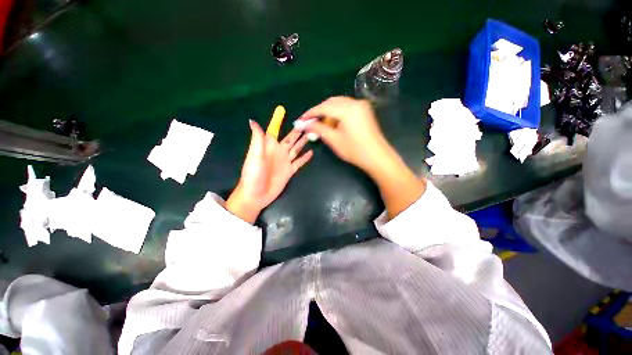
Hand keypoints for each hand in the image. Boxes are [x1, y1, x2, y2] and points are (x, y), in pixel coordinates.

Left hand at [226, 120, 312, 223]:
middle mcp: (278, 151)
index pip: (274, 130)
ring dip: (303, 142)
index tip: (283, 110)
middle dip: (297, 131)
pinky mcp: (290, 171)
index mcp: (269, 146)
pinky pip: (299, 162)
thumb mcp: (254, 155)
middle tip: (307, 122)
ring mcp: (285, 161)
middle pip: (290, 138)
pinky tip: (310, 152)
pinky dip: (304, 158)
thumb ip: (257, 139)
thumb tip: (253, 120)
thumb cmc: (253, 174)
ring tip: (311, 134)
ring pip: (296, 148)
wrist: (256, 194)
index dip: (278, 121)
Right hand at [297, 97, 393, 173]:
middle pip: (331, 102)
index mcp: (347, 109)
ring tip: (321, 125)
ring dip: (328, 113)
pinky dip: (337, 113)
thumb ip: (318, 129)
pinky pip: (346, 107)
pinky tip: (333, 123)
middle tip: (310, 123)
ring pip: (338, 104)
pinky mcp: (364, 110)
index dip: (310, 113)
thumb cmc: (355, 150)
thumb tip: (304, 124)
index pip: (323, 107)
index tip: (301, 120)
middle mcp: (354, 102)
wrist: (377, 157)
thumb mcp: (334, 140)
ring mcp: (361, 106)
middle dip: (319, 112)